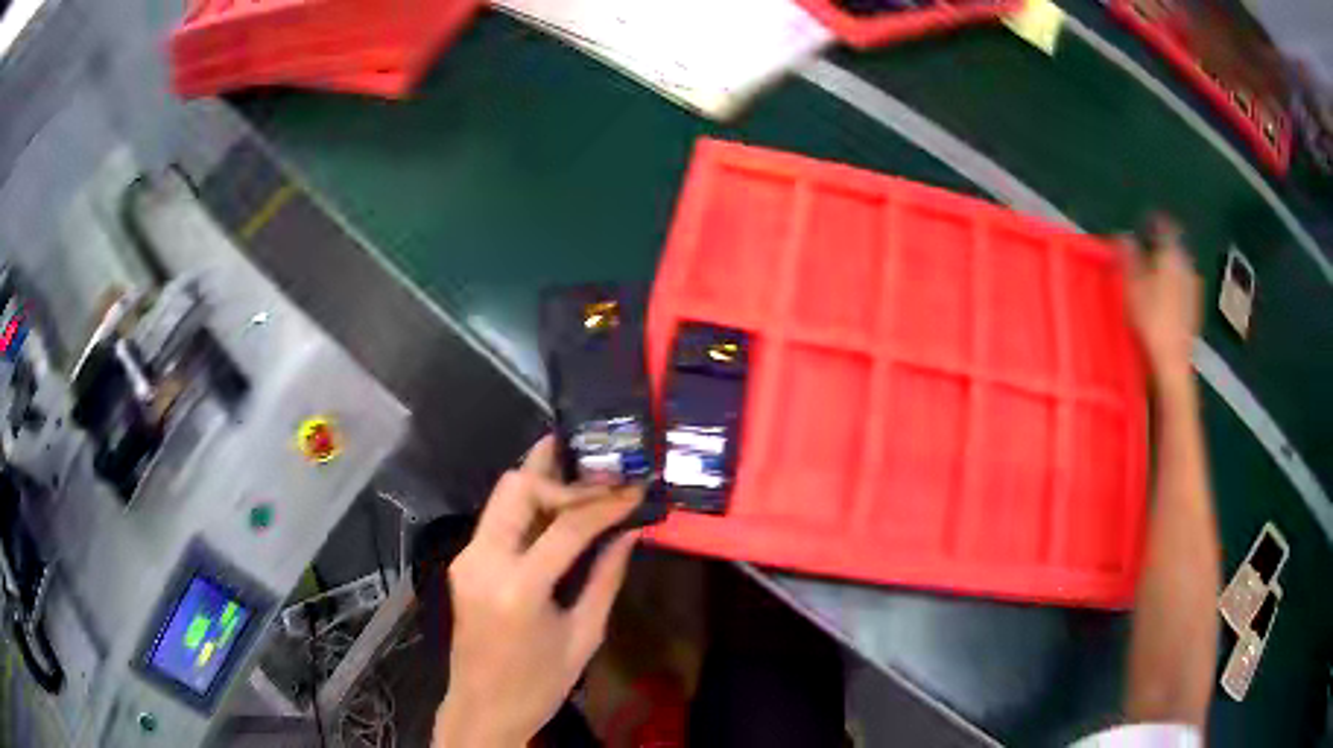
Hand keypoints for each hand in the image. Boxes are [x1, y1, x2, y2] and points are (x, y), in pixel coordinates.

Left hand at [435, 437, 640, 747]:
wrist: (483, 708)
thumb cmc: (540, 684)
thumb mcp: (584, 636)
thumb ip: (606, 578)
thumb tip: (630, 532)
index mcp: (518, 587)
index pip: (566, 525)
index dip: (606, 503)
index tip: (636, 488)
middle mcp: (483, 560)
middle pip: (517, 488)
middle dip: (562, 475)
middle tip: (602, 472)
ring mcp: (467, 558)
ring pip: (502, 495)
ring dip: (543, 482)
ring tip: (584, 475)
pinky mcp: (464, 562)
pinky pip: (498, 518)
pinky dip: (529, 506)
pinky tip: (559, 509)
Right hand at [1119, 217, 1201, 390]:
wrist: (1172, 365)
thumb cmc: (1151, 322)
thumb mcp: (1133, 286)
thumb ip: (1129, 258)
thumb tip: (1124, 236)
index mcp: (1172, 256)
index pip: (1166, 228)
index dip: (1155, 222)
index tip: (1145, 221)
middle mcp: (1187, 268)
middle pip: (1175, 249)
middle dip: (1161, 247)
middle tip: (1146, 249)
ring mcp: (1193, 291)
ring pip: (1180, 268)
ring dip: (1168, 267)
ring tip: (1153, 273)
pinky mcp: (1194, 311)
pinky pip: (1183, 287)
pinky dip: (1173, 286)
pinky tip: (1165, 297)